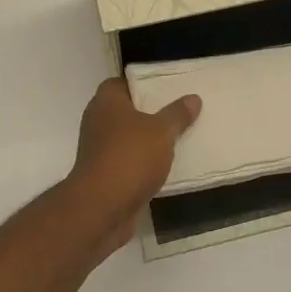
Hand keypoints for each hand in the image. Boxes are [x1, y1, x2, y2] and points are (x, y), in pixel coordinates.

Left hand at [67, 77, 201, 255]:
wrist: (102, 208)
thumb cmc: (130, 157)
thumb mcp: (161, 131)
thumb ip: (177, 114)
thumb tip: (193, 98)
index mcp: (106, 101)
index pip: (122, 82)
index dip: (142, 84)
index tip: (165, 88)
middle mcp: (97, 121)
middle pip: (126, 111)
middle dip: (149, 113)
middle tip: (177, 111)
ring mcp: (98, 150)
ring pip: (127, 138)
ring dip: (147, 141)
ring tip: (177, 137)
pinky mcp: (104, 175)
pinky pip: (128, 162)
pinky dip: (142, 163)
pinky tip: (165, 166)